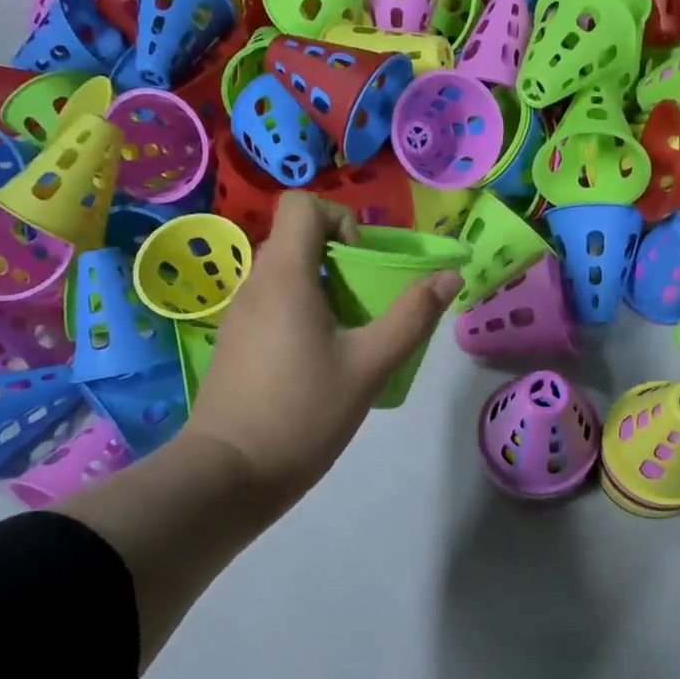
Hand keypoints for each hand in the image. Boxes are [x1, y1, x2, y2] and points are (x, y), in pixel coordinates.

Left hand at [185, 193, 461, 511]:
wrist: (231, 473)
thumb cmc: (304, 412)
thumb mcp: (369, 365)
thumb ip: (412, 316)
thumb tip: (448, 276)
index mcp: (284, 276)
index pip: (302, 205)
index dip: (340, 220)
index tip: (362, 264)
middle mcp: (255, 284)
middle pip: (297, 240)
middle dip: (340, 260)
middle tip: (368, 305)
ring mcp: (239, 315)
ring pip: (286, 276)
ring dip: (324, 290)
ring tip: (349, 337)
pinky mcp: (234, 343)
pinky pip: (273, 306)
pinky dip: (302, 314)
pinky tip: (319, 363)